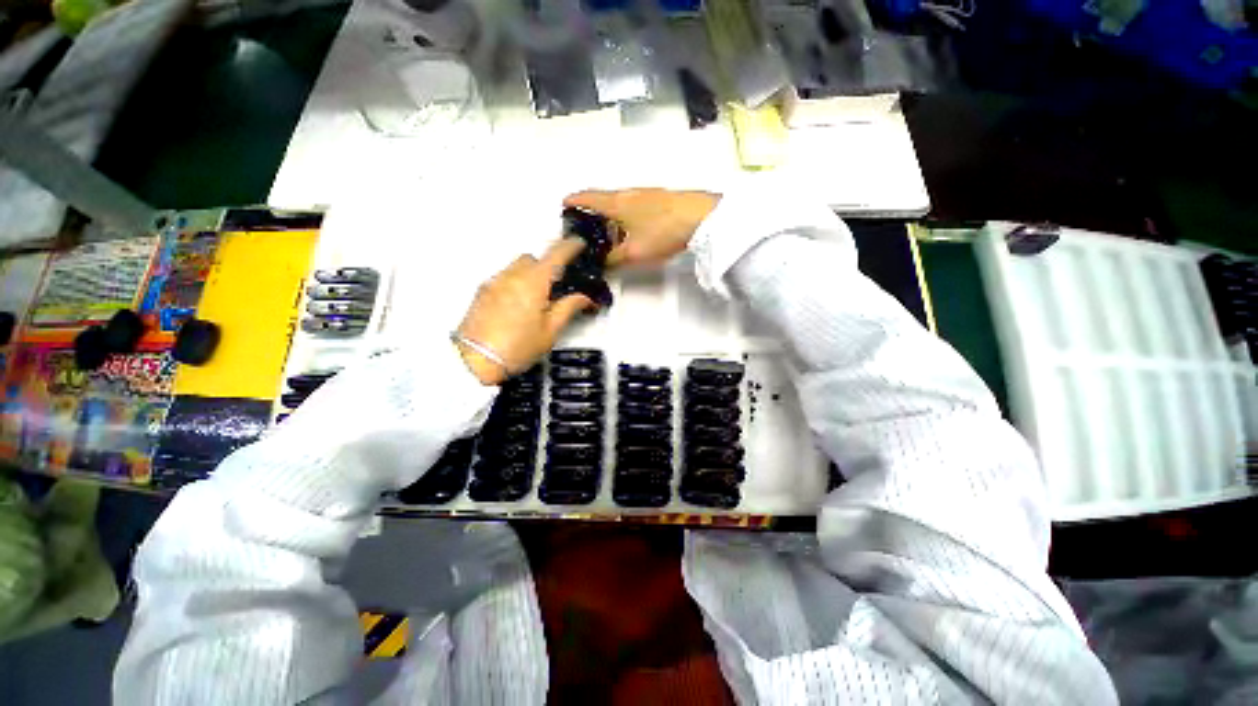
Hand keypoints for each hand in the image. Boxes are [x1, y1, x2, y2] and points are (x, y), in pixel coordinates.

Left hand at [455, 238, 594, 384]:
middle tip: (555, 286)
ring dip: (529, 274)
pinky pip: (503, 278)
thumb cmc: (518, 347)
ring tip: (535, 300)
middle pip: (532, 258)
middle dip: (546, 265)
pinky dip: (515, 283)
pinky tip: (516, 307)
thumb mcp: (550, 331)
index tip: (579, 243)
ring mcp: (493, 283)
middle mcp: (511, 276)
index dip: (570, 246)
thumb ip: (568, 308)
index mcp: (533, 283)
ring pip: (515, 267)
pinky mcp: (481, 293)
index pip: (555, 255)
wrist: (473, 362)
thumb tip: (585, 297)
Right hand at [563, 189, 719, 267]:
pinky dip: (626, 217)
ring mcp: (645, 194)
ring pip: (619, 204)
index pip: (587, 197)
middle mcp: (628, 193)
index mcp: (616, 202)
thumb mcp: (633, 253)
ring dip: (611, 217)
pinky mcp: (658, 199)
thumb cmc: (663, 231)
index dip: (573, 200)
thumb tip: (603, 264)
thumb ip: (613, 260)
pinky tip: (633, 233)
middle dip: (592, 213)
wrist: (700, 217)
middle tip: (588, 230)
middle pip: (603, 200)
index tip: (564, 204)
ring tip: (611, 237)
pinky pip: (634, 207)